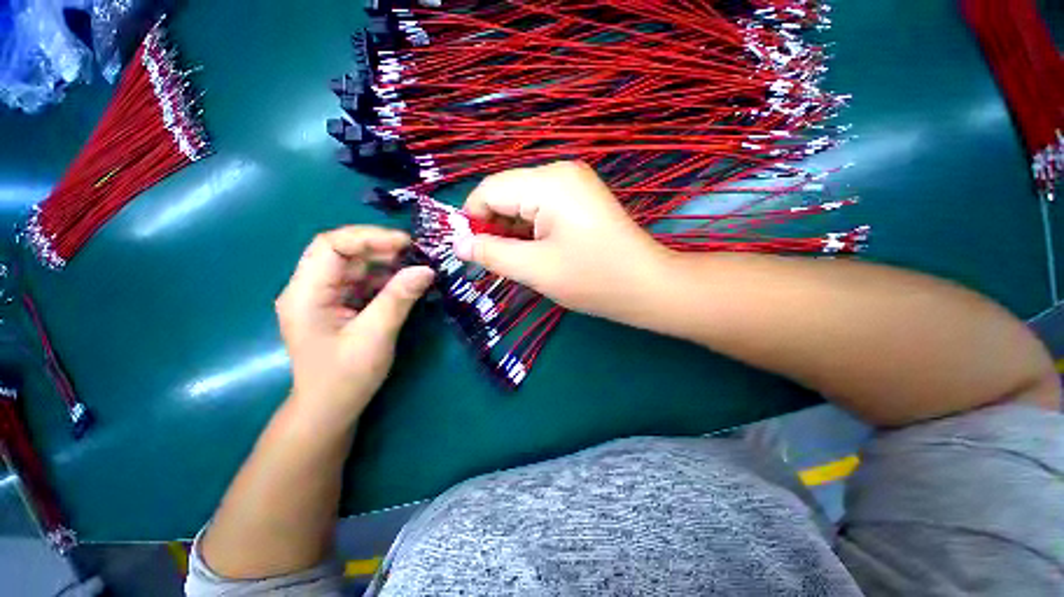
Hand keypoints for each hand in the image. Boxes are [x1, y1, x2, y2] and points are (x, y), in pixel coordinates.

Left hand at [275, 226, 433, 426]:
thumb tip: (426, 270)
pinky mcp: (338, 305)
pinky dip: (386, 279)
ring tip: (417, 267)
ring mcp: (324, 297)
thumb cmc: (345, 377)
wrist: (329, 409)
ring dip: (386, 263)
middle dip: (380, 249)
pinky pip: (362, 282)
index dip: (368, 237)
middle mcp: (310, 289)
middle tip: (416, 254)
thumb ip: (399, 299)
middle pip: (343, 252)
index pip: (330, 246)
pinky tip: (406, 283)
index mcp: (306, 293)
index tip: (406, 244)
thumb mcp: (375, 336)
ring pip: (355, 266)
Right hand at [455, 161, 670, 321]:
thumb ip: (491, 254)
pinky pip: (542, 208)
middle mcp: (560, 172)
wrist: (647, 286)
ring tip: (518, 262)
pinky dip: (531, 230)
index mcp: (548, 182)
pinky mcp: (581, 199)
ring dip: (513, 232)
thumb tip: (459, 245)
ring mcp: (574, 184)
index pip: (490, 190)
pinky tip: (536, 252)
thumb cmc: (592, 278)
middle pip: (507, 194)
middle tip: (495, 263)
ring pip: (524, 203)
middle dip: (494, 227)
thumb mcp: (535, 269)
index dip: (471, 220)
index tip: (469, 252)